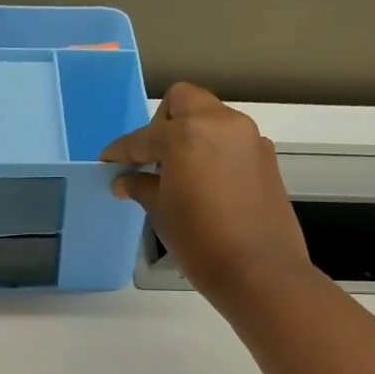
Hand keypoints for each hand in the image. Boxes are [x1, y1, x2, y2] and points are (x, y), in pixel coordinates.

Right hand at [101, 83, 314, 309]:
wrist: (260, 272)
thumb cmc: (201, 243)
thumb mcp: (161, 213)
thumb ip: (140, 186)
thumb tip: (123, 179)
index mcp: (186, 134)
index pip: (143, 137)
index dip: (121, 152)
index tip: (108, 163)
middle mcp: (220, 123)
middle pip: (182, 101)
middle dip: (161, 123)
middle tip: (153, 159)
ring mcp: (248, 137)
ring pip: (210, 116)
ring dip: (190, 133)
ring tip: (180, 173)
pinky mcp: (265, 155)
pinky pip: (231, 139)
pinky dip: (214, 149)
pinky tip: (207, 183)